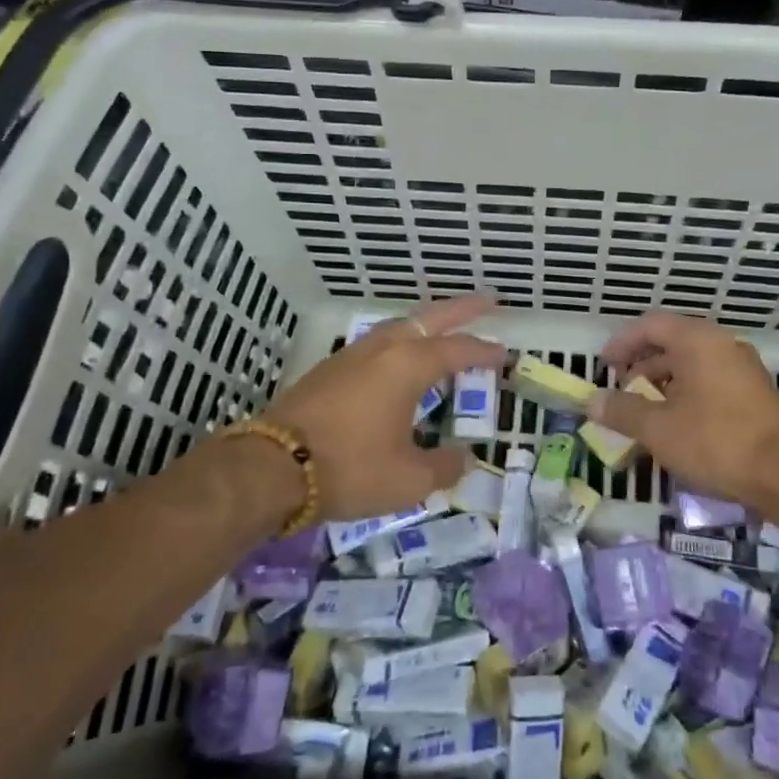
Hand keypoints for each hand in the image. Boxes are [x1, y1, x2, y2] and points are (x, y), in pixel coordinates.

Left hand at [261, 294, 505, 521]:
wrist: (272, 466)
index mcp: (408, 365)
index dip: (485, 352)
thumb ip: (444, 466)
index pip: (458, 350)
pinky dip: (401, 340)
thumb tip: (463, 458)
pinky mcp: (329, 368)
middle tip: (490, 300)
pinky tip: (399, 359)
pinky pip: (378, 343)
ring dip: (428, 323)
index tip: (506, 353)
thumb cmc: (350, 468)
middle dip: (462, 309)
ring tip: (445, 328)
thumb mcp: (408, 479)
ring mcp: (352, 355)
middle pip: (430, 318)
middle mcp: (383, 349)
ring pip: (399, 326)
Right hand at [589, 311, 778, 512]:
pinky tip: (679, 427)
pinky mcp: (757, 395)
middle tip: (622, 391)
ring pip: (693, 365)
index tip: (603, 366)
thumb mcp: (658, 429)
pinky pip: (711, 382)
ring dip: (664, 383)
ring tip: (646, 414)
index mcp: (698, 341)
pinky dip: (687, 395)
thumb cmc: (717, 442)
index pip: (650, 325)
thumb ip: (622, 411)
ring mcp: (744, 369)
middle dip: (641, 365)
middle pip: (672, 342)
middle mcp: (722, 345)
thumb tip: (591, 401)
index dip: (621, 342)